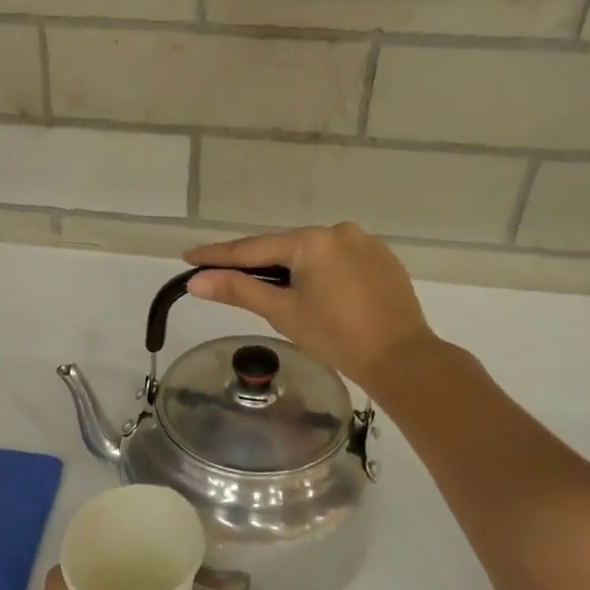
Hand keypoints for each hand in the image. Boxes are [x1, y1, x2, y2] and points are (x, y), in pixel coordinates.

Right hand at [184, 223, 439, 391]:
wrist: (401, 358)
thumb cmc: (336, 336)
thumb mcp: (282, 312)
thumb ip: (239, 289)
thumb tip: (196, 280)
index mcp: (312, 240)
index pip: (253, 248)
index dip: (218, 255)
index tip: (188, 256)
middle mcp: (339, 231)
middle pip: (284, 248)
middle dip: (255, 263)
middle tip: (224, 275)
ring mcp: (365, 243)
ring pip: (313, 254)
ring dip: (289, 268)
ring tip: (271, 290)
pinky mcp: (383, 260)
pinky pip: (338, 261)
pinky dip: (319, 273)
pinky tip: (315, 292)